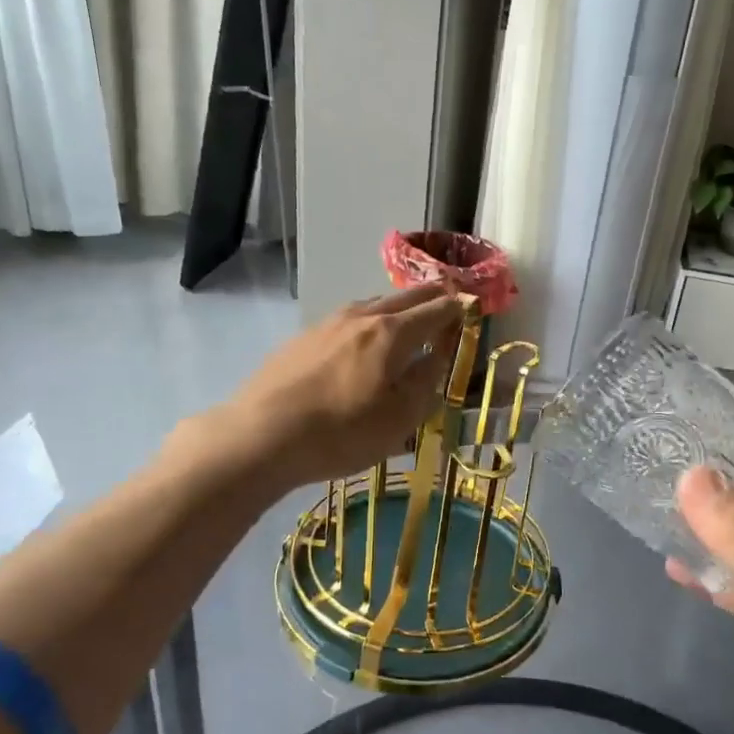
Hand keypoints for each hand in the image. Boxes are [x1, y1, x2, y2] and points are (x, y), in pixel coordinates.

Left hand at [221, 284, 466, 487]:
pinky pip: (348, 320)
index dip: (458, 308)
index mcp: (392, 333)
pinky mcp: (303, 338)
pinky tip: (361, 342)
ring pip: (373, 305)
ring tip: (407, 319)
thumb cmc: (341, 433)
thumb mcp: (399, 420)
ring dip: (397, 308)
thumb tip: (439, 356)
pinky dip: (368, 322)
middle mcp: (362, 317)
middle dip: (432, 297)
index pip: (436, 309)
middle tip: (448, 301)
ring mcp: (327, 323)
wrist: (261, 436)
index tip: (472, 308)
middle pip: (405, 297)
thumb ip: (425, 383)